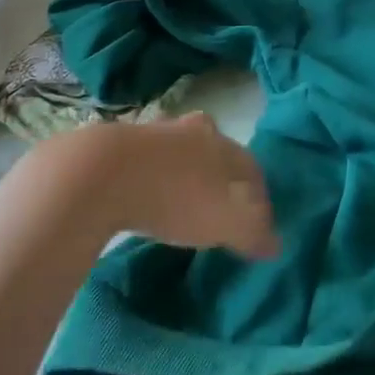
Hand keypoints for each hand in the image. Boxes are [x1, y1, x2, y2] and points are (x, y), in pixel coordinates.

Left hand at [65, 114, 279, 260]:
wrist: (98, 176)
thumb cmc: (175, 195)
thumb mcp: (225, 222)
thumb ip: (253, 233)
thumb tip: (276, 245)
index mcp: (220, 142)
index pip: (250, 165)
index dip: (258, 194)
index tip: (257, 219)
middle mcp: (189, 130)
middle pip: (212, 148)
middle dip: (217, 172)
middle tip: (216, 200)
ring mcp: (149, 134)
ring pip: (174, 152)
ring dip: (179, 172)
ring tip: (175, 202)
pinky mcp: (112, 147)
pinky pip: (140, 163)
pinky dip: (145, 179)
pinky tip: (139, 198)